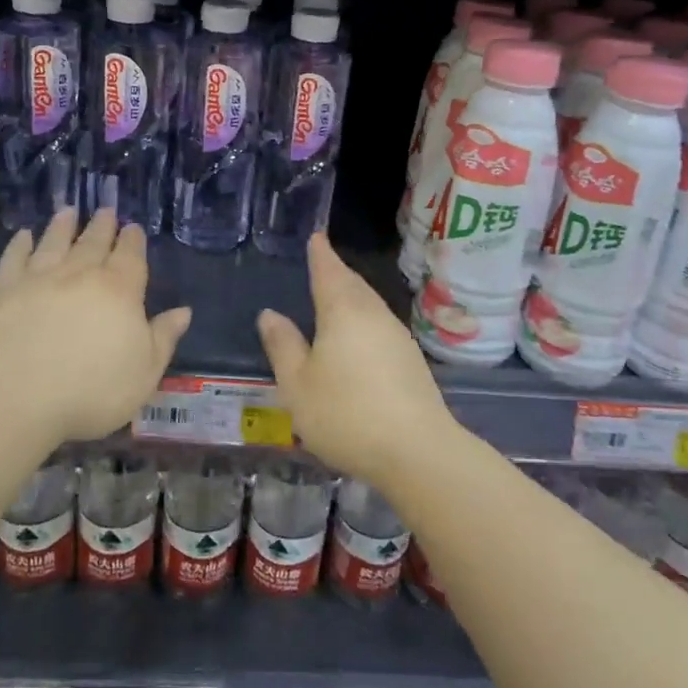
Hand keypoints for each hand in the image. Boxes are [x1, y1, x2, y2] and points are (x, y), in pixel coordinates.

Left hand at [0, 209, 191, 442]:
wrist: (16, 399)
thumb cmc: (91, 392)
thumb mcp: (144, 373)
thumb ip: (163, 338)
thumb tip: (183, 310)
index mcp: (120, 291)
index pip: (130, 256)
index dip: (133, 241)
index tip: (133, 227)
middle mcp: (81, 274)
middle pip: (94, 243)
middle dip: (102, 226)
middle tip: (106, 211)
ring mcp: (39, 279)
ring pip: (55, 242)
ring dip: (63, 226)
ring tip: (68, 211)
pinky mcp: (4, 290)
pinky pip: (14, 259)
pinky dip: (20, 245)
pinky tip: (24, 236)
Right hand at [256, 233, 456, 488]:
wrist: (417, 451)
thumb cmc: (347, 413)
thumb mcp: (298, 385)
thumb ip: (283, 346)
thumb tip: (270, 314)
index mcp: (344, 311)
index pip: (329, 271)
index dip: (320, 254)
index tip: (316, 237)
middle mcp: (374, 314)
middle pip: (353, 284)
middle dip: (336, 272)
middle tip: (322, 263)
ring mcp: (398, 337)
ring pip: (369, 305)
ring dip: (352, 296)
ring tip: (335, 296)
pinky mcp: (411, 360)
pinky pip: (380, 325)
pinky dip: (364, 320)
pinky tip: (357, 337)